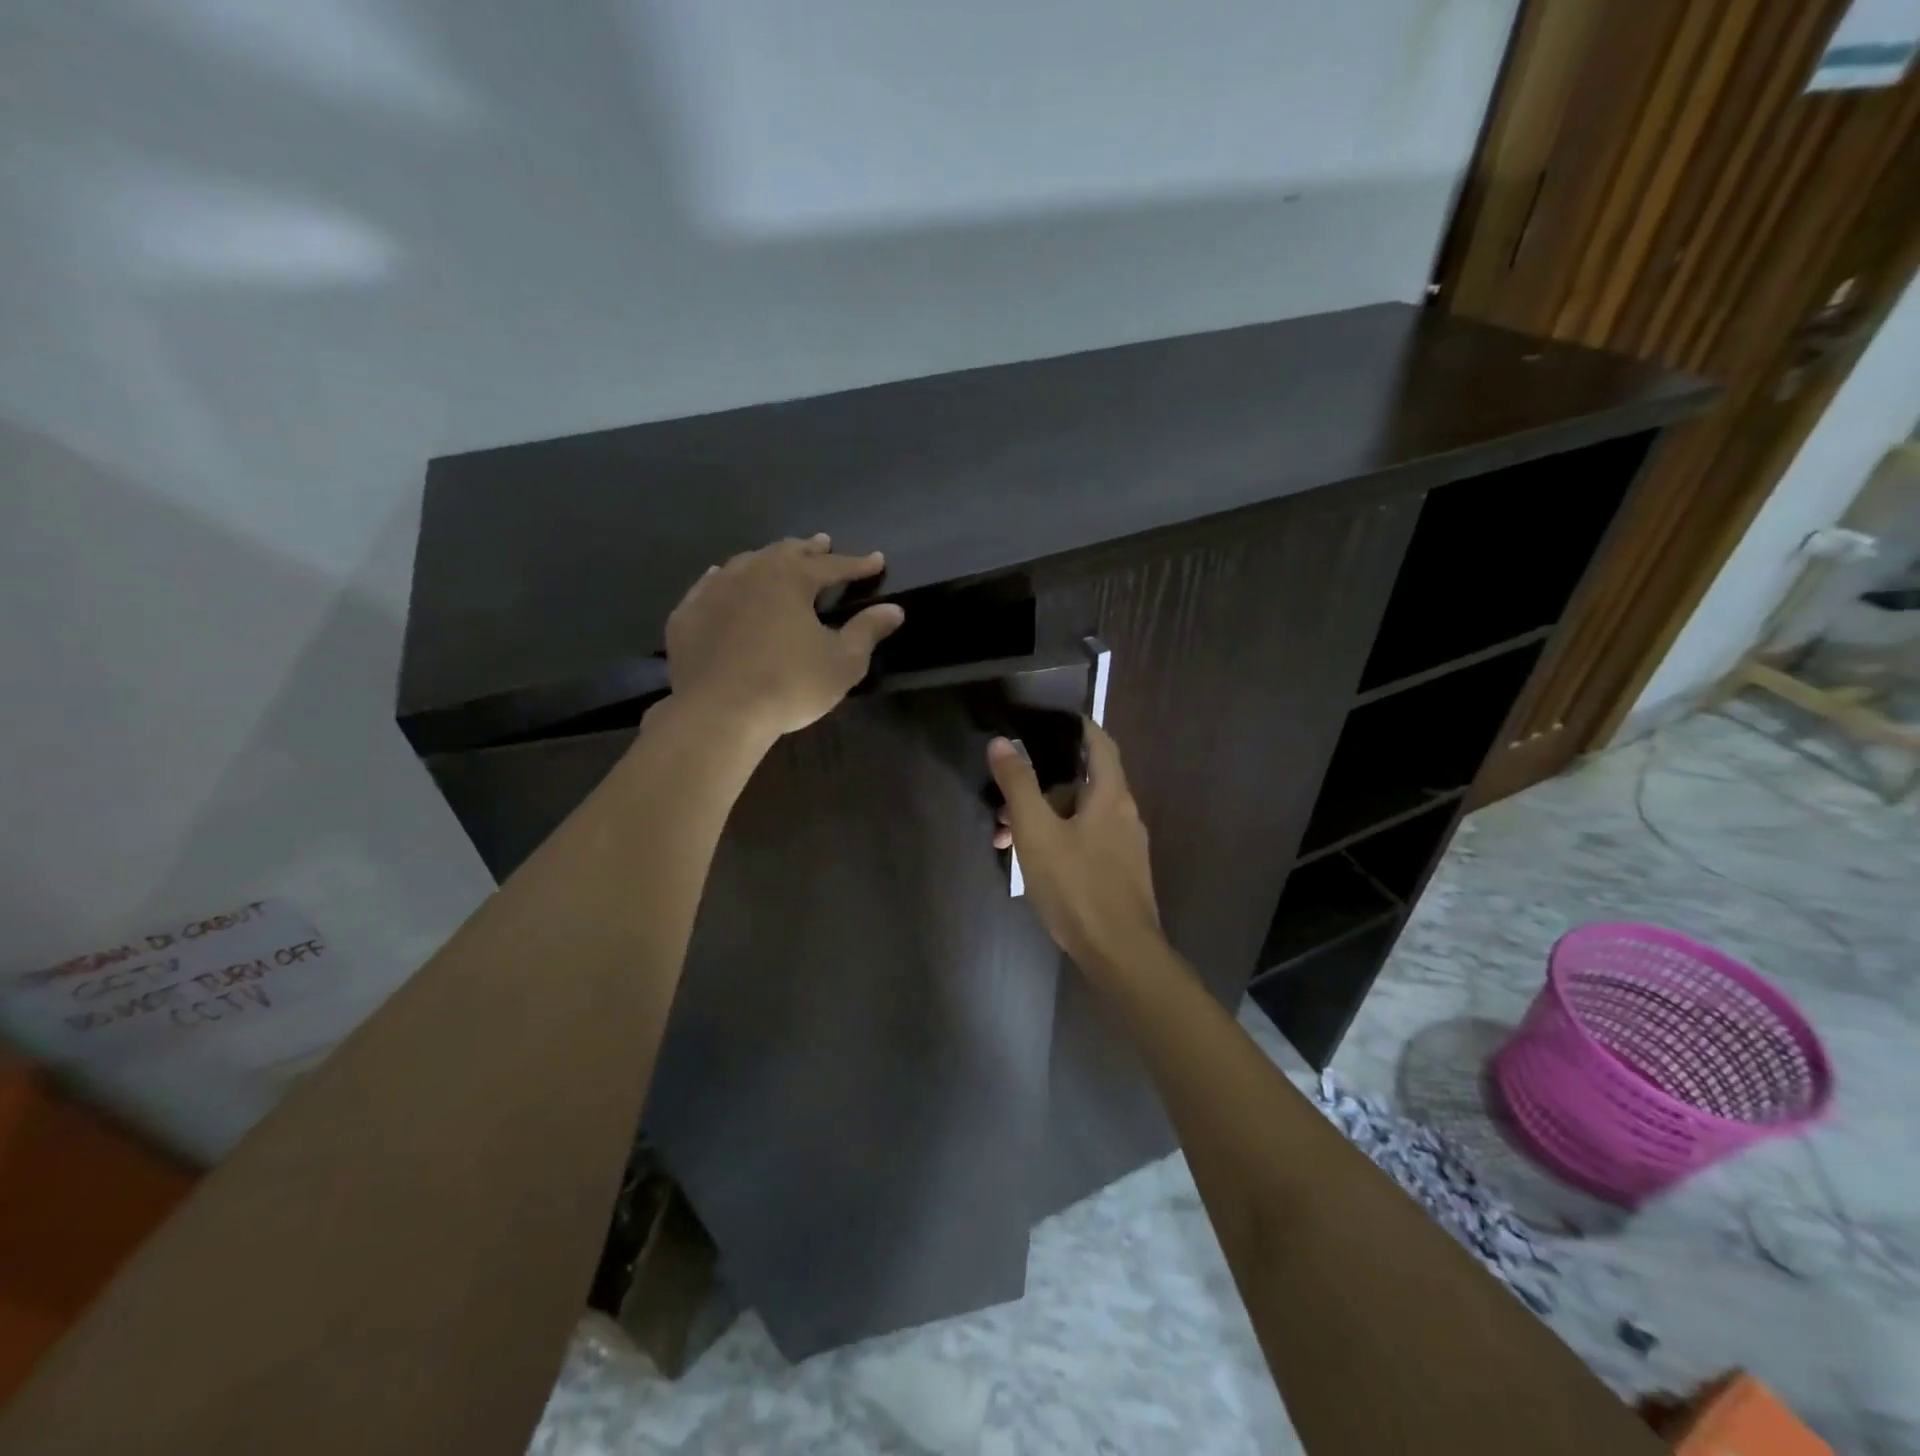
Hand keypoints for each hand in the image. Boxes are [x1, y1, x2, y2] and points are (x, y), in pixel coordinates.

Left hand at [665, 535, 903, 741]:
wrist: (718, 712)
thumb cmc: (789, 686)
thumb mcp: (842, 663)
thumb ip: (867, 631)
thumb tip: (894, 609)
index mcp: (791, 580)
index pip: (832, 566)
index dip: (857, 564)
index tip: (876, 560)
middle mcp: (751, 573)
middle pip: (785, 553)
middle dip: (809, 549)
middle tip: (823, 543)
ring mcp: (713, 591)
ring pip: (746, 562)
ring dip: (768, 558)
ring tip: (778, 558)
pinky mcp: (687, 614)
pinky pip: (709, 585)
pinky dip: (725, 578)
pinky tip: (723, 577)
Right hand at [987, 722, 1163, 978]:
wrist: (1120, 954)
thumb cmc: (1077, 886)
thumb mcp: (1037, 832)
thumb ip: (1019, 785)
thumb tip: (1002, 742)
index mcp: (1111, 795)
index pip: (1100, 743)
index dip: (1078, 727)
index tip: (1049, 720)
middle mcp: (1125, 814)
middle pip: (1083, 783)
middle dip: (1042, 785)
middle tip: (1005, 797)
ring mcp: (1126, 847)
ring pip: (1080, 816)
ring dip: (1044, 818)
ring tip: (1005, 839)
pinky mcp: (1120, 874)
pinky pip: (1087, 841)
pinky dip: (1059, 840)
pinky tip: (1032, 864)